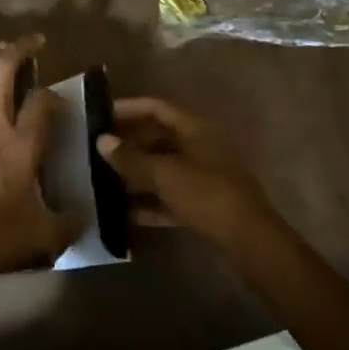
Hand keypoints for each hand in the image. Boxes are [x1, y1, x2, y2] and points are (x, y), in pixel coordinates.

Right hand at [95, 97, 279, 249]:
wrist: (249, 241)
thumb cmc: (206, 195)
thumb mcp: (164, 174)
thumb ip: (131, 158)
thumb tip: (102, 140)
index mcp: (196, 129)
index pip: (158, 108)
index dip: (129, 108)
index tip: (102, 115)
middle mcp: (201, 147)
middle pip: (159, 138)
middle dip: (129, 144)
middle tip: (99, 151)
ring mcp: (205, 177)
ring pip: (164, 169)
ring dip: (137, 174)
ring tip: (105, 181)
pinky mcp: (205, 205)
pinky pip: (171, 196)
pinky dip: (150, 201)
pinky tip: (125, 213)